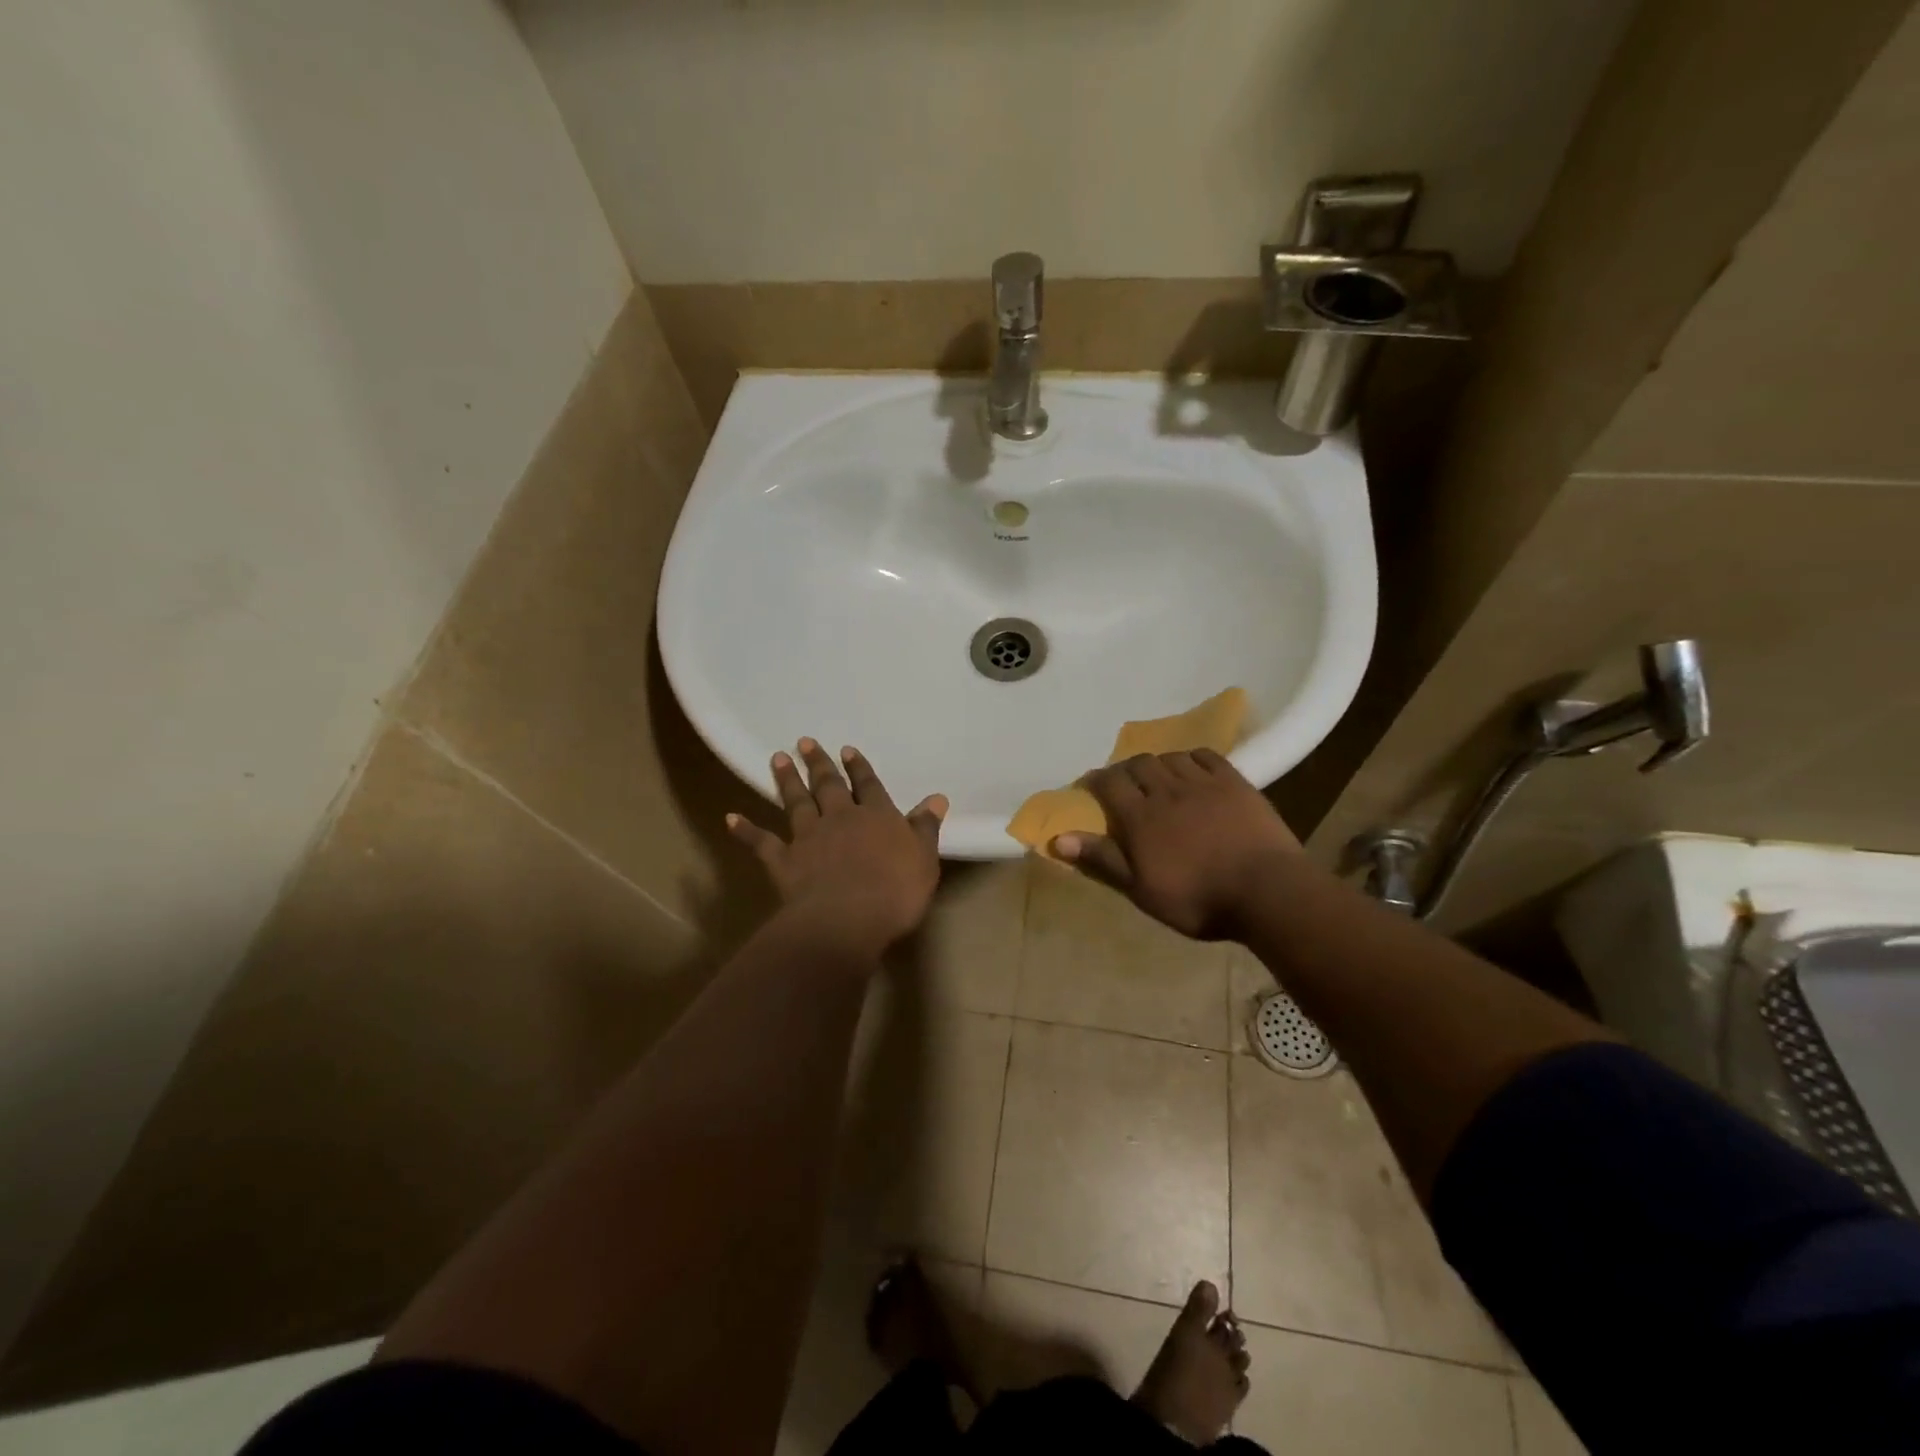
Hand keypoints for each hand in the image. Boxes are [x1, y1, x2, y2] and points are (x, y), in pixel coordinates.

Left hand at [728, 739, 947, 954]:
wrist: (848, 917)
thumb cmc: (896, 890)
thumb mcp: (924, 858)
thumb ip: (925, 827)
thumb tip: (936, 798)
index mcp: (876, 816)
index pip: (868, 785)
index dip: (859, 768)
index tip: (848, 749)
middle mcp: (840, 818)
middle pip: (828, 786)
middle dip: (819, 763)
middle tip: (805, 742)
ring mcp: (808, 838)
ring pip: (796, 803)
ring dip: (787, 781)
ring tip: (778, 758)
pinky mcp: (784, 861)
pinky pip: (762, 843)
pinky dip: (746, 830)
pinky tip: (730, 818)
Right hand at [1053, 749, 1298, 940]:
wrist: (1267, 891)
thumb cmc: (1198, 899)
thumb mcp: (1141, 890)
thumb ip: (1102, 860)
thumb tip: (1058, 839)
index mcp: (1140, 817)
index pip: (1109, 783)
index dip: (1096, 781)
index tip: (1091, 787)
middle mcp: (1166, 790)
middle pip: (1138, 764)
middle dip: (1126, 770)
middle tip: (1126, 785)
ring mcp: (1203, 782)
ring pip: (1170, 758)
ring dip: (1158, 764)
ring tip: (1160, 778)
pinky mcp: (1234, 782)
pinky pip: (1206, 756)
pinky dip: (1192, 758)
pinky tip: (1192, 769)